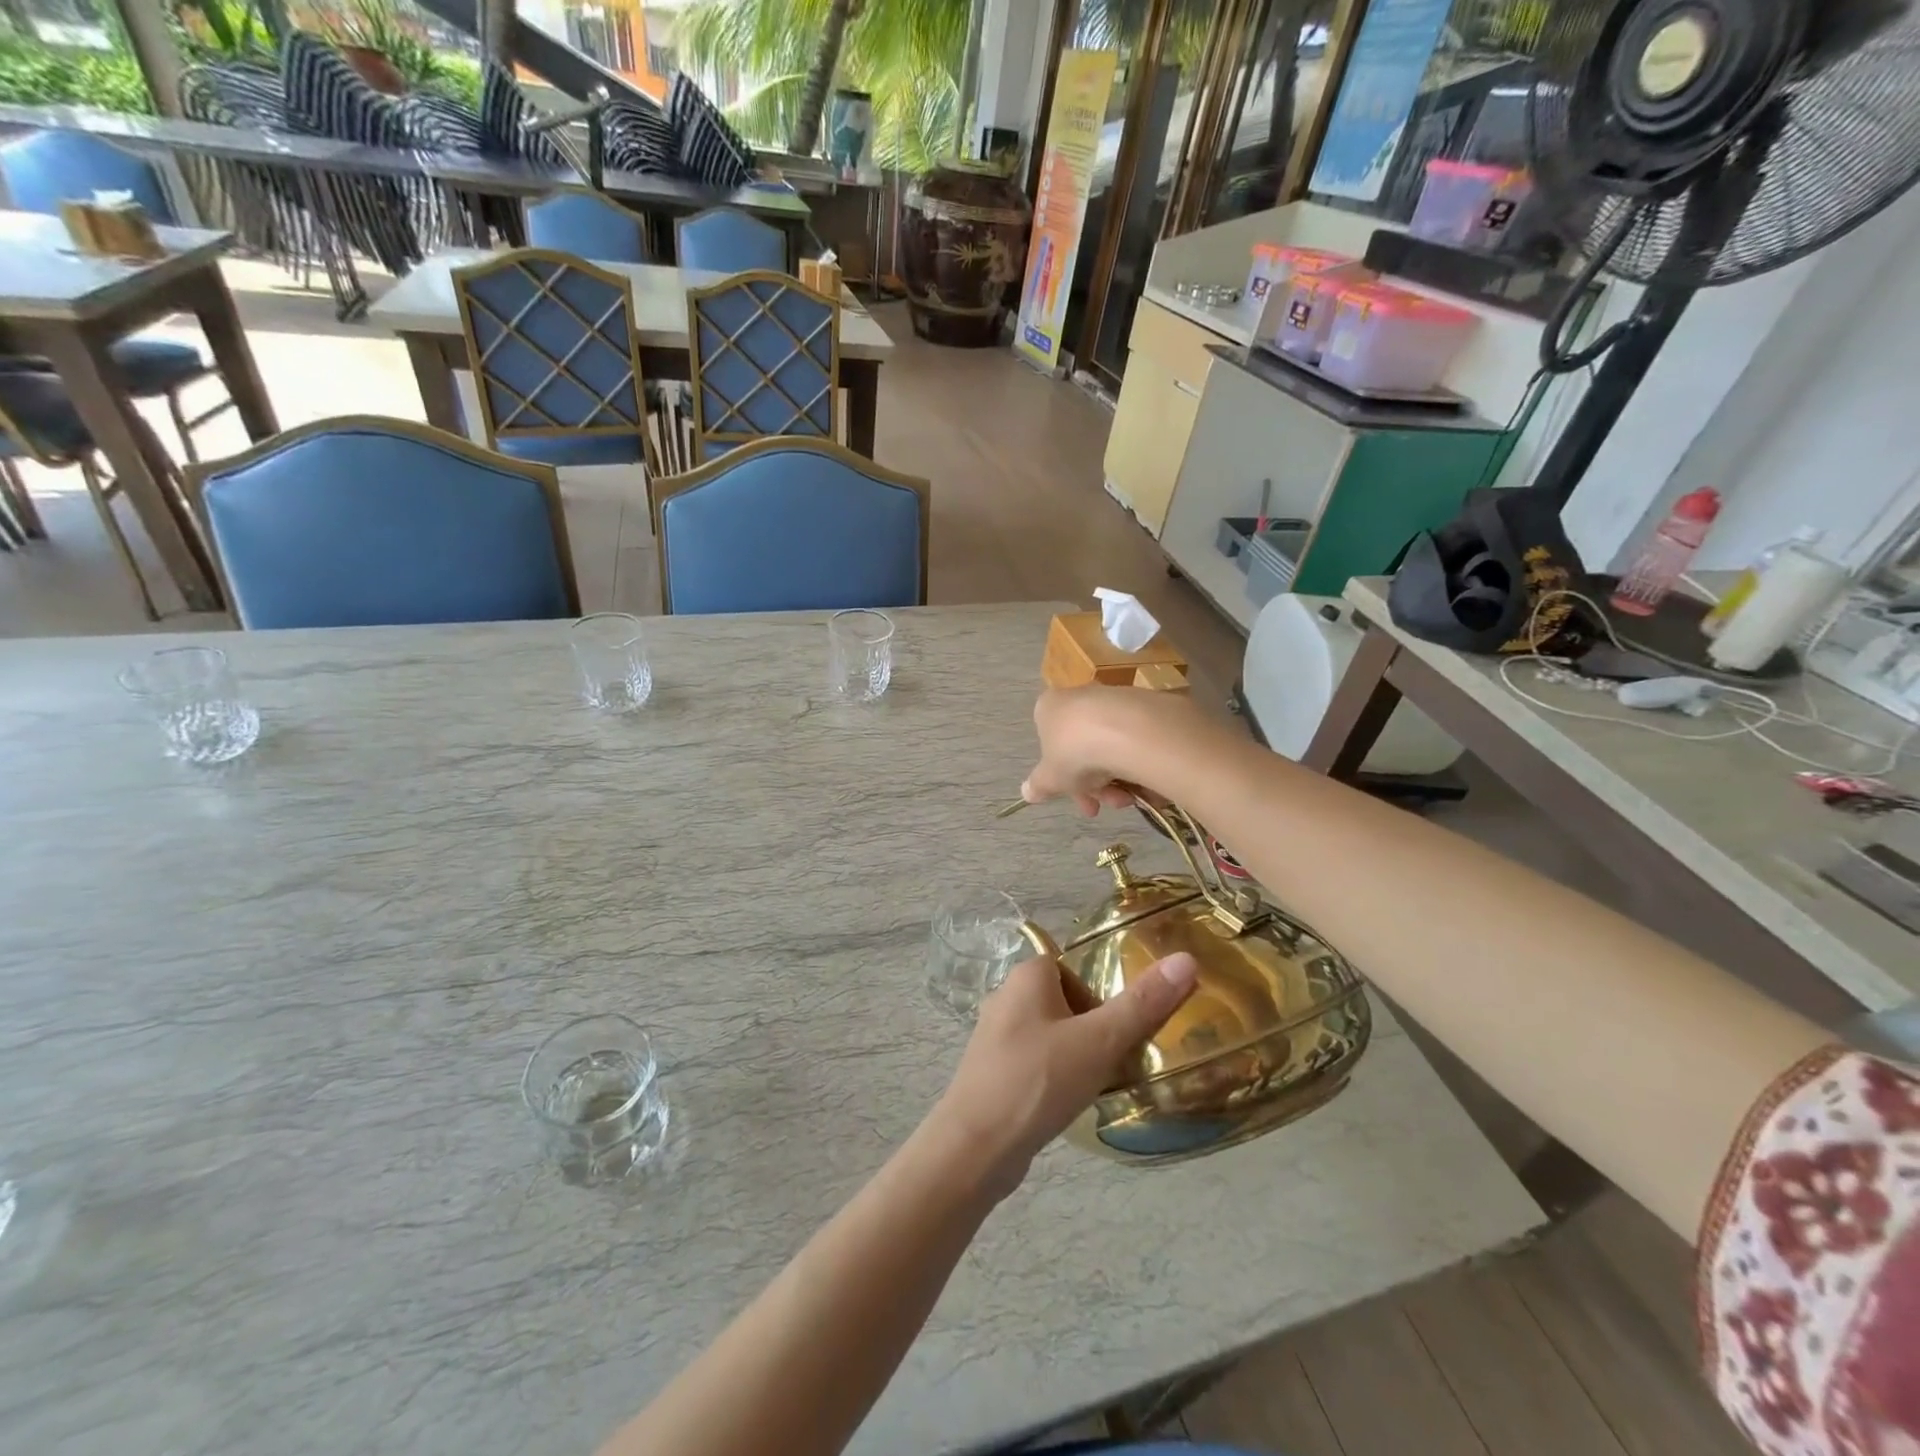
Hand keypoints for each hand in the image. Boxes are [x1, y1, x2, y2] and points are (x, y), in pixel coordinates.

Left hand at [928, 952, 1198, 1195]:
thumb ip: (1142, 1004)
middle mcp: (1006, 997)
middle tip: (1118, 1057)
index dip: (1102, 994)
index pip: (1075, 968)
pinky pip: (1036, 1061)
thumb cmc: (1038, 1081)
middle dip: (1094, 1027)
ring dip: (1077, 1054)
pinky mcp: (992, 1071)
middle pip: (1066, 1001)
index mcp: (1027, 976)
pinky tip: (1069, 1102)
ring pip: (1052, 1034)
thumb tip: (1186, 959)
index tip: (1123, 1027)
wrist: (975, 1147)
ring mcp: (995, 1037)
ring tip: (1100, 1082)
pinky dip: (1056, 1075)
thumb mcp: (1099, 1041)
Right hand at [1021, 687, 1193, 816]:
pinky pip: (1135, 740)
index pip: (1049, 743)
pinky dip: (1138, 762)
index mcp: (1049, 708)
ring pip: (1110, 747)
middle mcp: (1079, 697)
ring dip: (1116, 780)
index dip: (1062, 777)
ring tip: (1128, 799)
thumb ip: (1039, 786)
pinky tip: (1145, 782)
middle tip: (1102, 807)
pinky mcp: (1144, 704)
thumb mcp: (1050, 778)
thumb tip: (1027, 793)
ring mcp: (1112, 699)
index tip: (1076, 798)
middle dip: (1093, 785)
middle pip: (1083, 748)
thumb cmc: (1074, 752)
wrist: (1127, 730)